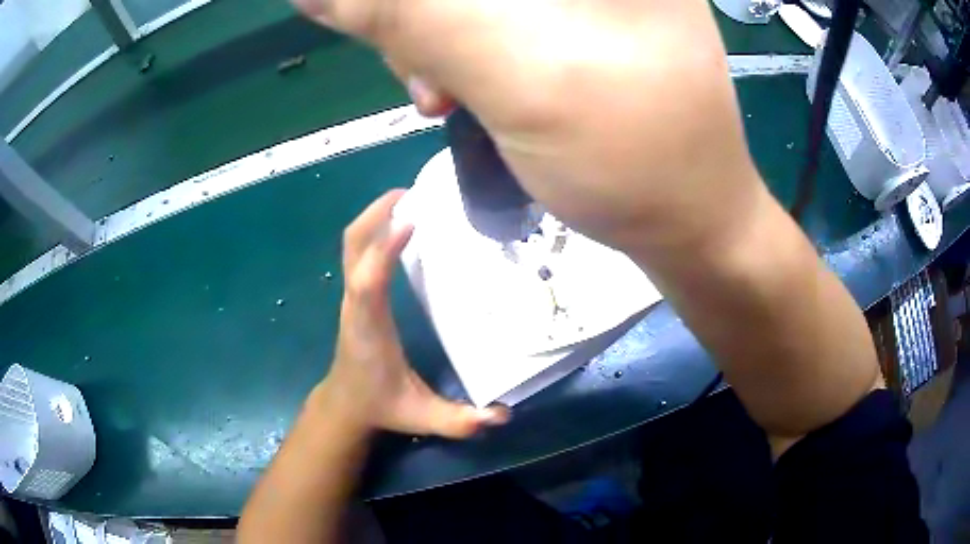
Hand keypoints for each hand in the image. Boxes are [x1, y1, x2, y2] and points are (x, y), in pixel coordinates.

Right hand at [292, 0, 762, 256]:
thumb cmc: (634, 159)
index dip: (414, 6)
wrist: (693, 226)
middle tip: (428, 76)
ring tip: (445, 93)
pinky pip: (494, 20)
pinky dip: (463, 50)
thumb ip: (409, 14)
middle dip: (424, 20)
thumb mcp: (516, 70)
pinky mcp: (587, 23)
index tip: (390, 34)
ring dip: (437, 38)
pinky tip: (463, 89)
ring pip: (475, 3)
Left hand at [316, 190, 508, 437]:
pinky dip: (374, 230)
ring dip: (373, 216)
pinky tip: (400, 225)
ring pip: (351, 244)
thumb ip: (459, 421)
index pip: (367, 281)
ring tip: (408, 198)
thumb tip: (501, 417)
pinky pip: (358, 251)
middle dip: (375, 214)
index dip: (384, 250)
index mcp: (368, 327)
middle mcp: (355, 303)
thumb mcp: (421, 417)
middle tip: (411, 192)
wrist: (345, 404)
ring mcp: (352, 296)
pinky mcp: (356, 294)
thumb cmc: (380, 405)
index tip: (411, 220)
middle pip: (351, 246)